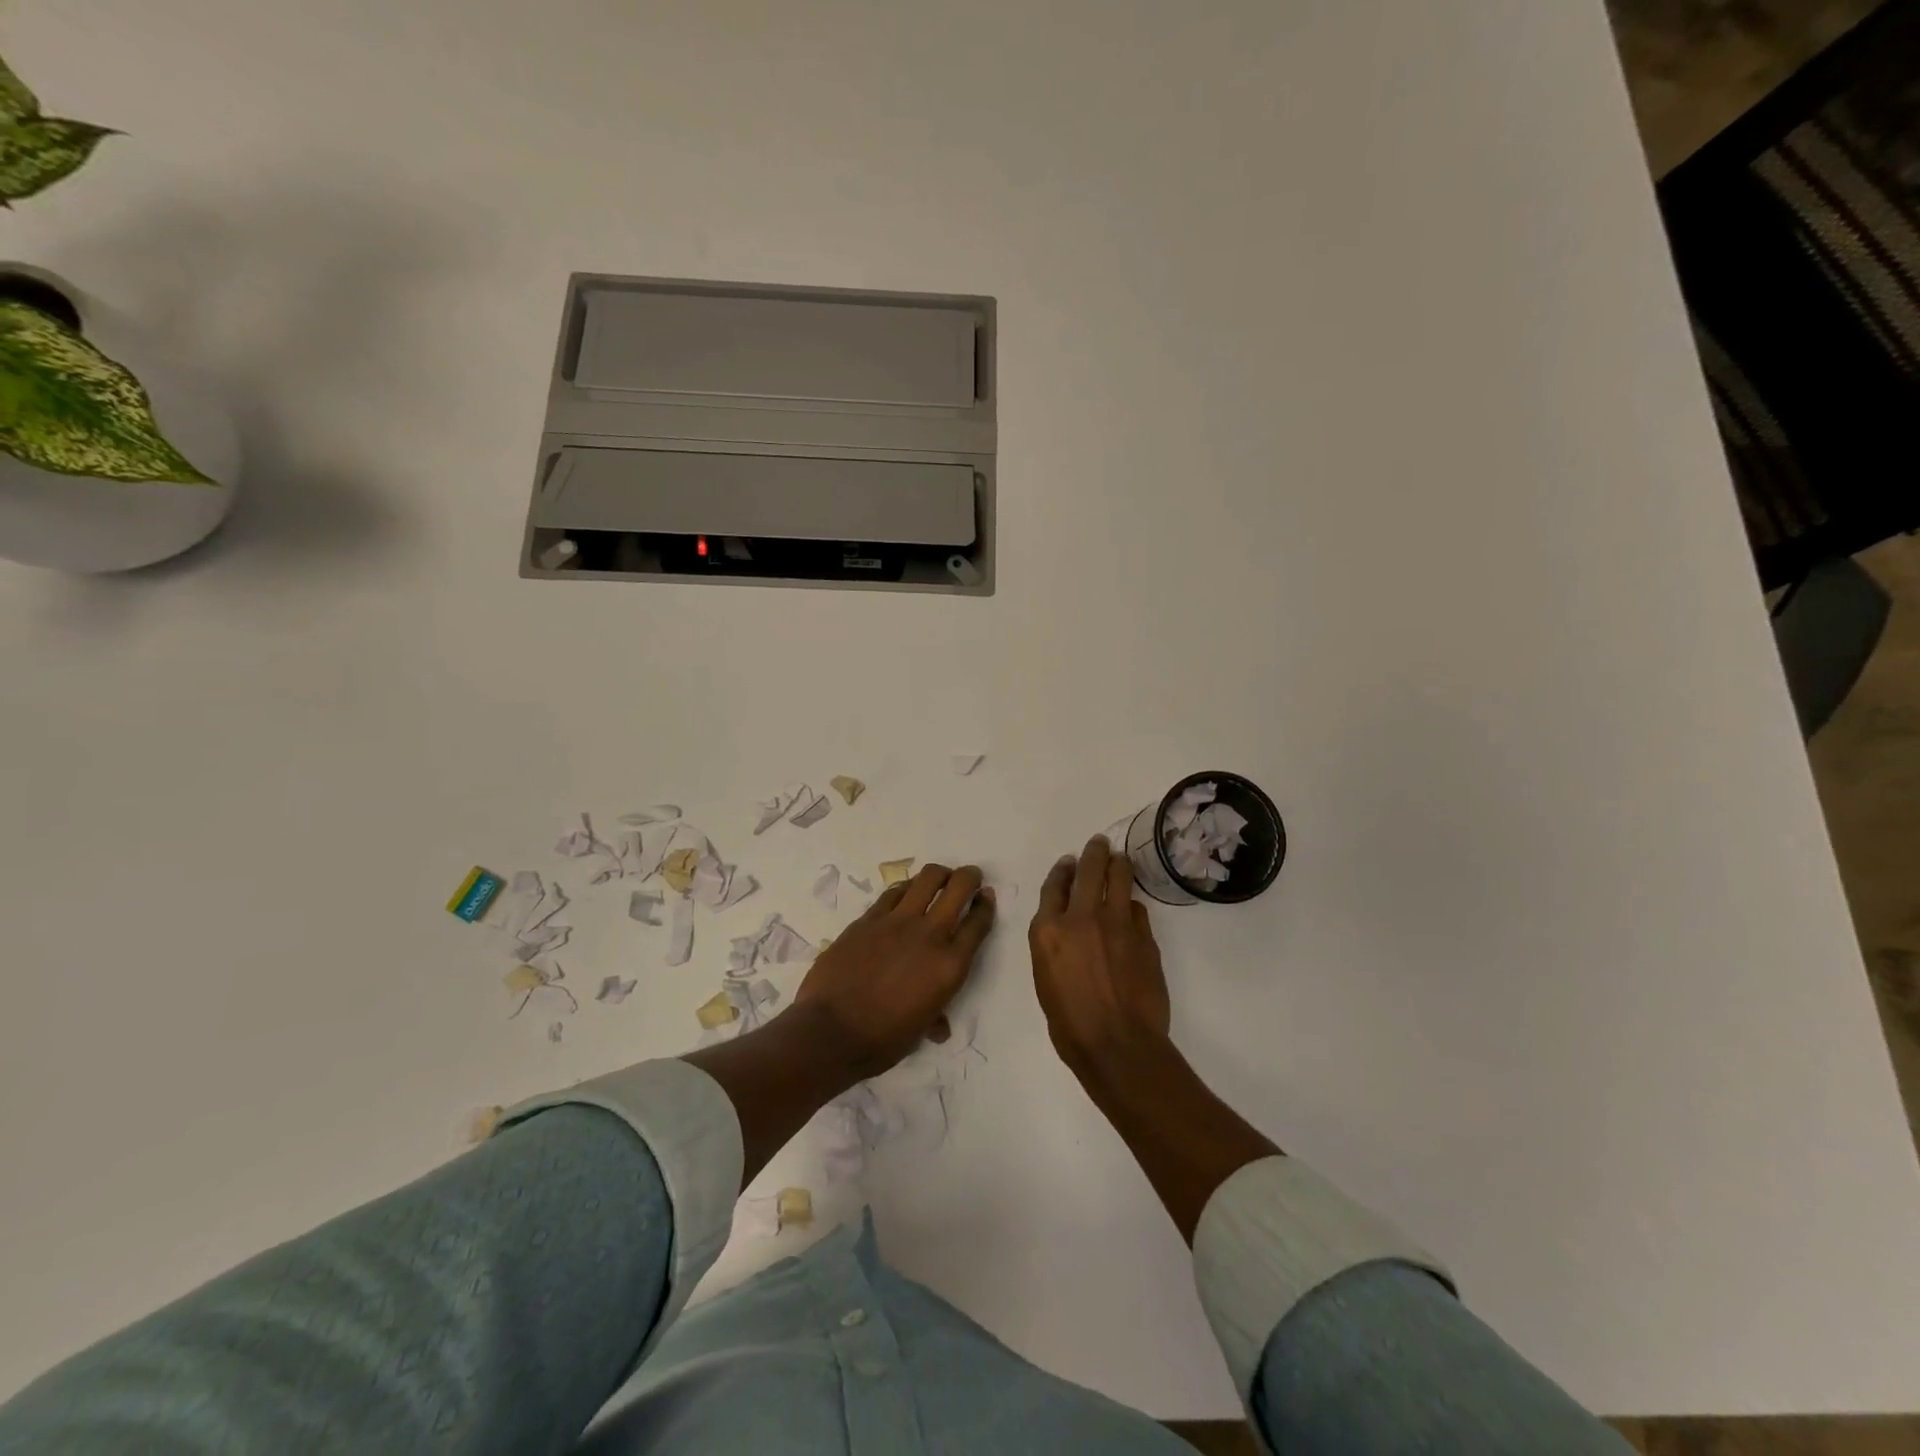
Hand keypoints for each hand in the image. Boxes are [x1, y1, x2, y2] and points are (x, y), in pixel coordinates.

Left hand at [795, 864, 995, 1080]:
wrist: (831, 1032)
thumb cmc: (882, 1041)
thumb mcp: (920, 1031)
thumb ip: (935, 1018)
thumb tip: (939, 1027)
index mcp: (950, 966)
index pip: (978, 924)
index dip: (986, 905)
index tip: (986, 897)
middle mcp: (929, 935)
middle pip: (959, 887)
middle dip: (969, 877)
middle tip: (970, 877)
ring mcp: (897, 922)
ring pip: (927, 879)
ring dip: (939, 875)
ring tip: (939, 879)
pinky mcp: (868, 919)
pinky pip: (893, 892)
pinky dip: (905, 889)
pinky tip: (905, 893)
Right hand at [1030, 836, 1170, 1073]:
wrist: (1117, 1045)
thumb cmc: (1070, 1024)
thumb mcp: (1045, 979)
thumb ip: (1053, 946)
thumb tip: (1068, 930)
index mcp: (1048, 931)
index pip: (1054, 886)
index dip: (1062, 870)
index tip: (1068, 862)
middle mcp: (1081, 917)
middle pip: (1088, 870)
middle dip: (1094, 852)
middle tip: (1099, 844)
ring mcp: (1116, 923)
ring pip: (1119, 878)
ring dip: (1118, 865)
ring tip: (1119, 860)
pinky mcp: (1144, 935)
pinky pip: (1138, 908)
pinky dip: (1133, 903)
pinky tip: (1132, 906)